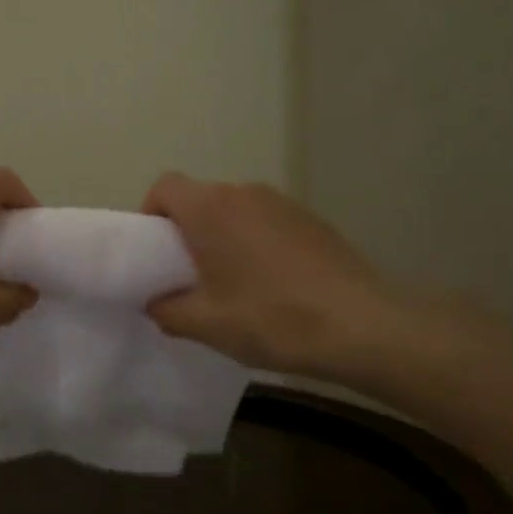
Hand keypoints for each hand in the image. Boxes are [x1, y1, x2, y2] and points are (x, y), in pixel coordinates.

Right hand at [141, 173, 407, 383]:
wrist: (362, 326)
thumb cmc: (270, 318)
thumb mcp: (205, 324)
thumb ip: (167, 310)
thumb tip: (156, 302)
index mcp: (210, 209)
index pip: (164, 187)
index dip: (151, 214)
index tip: (155, 252)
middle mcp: (244, 193)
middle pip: (200, 198)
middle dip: (187, 230)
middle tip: (189, 274)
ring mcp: (283, 203)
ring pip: (235, 210)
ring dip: (223, 236)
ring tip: (232, 282)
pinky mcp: (312, 219)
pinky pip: (266, 221)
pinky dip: (256, 242)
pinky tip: (272, 283)